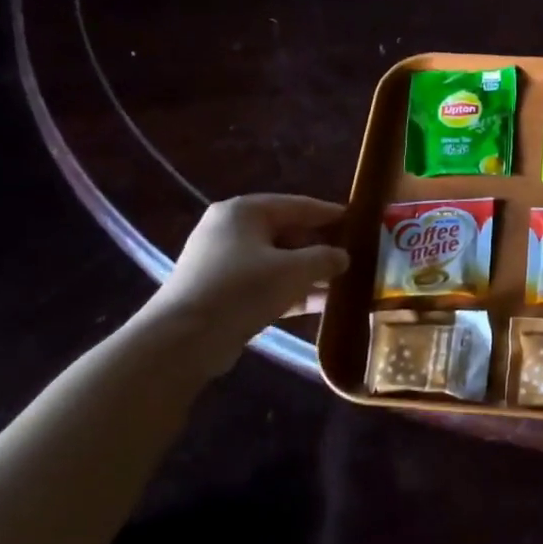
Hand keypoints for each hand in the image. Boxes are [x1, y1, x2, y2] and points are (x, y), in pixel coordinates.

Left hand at [139, 196, 350, 373]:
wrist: (185, 338)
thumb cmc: (243, 289)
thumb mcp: (294, 270)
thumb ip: (324, 258)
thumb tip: (343, 256)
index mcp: (244, 212)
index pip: (297, 205)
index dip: (329, 213)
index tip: (357, 220)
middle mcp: (230, 230)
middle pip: (286, 233)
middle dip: (319, 247)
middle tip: (352, 255)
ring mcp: (223, 262)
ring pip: (277, 261)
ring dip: (308, 273)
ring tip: (342, 282)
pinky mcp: (222, 292)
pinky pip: (266, 284)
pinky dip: (291, 291)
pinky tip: (321, 304)